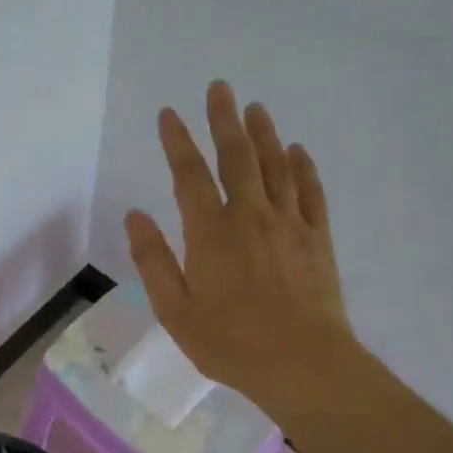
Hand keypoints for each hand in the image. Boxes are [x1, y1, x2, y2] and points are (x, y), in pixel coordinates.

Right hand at [124, 80, 354, 417]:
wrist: (304, 365)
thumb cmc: (230, 343)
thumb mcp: (175, 310)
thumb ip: (153, 260)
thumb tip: (135, 215)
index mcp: (210, 233)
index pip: (189, 175)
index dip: (177, 141)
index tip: (168, 113)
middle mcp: (250, 216)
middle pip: (236, 157)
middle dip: (224, 120)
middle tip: (219, 87)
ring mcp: (289, 224)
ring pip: (275, 166)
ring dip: (264, 133)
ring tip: (255, 107)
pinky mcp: (317, 238)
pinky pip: (311, 192)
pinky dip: (303, 167)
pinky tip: (297, 151)